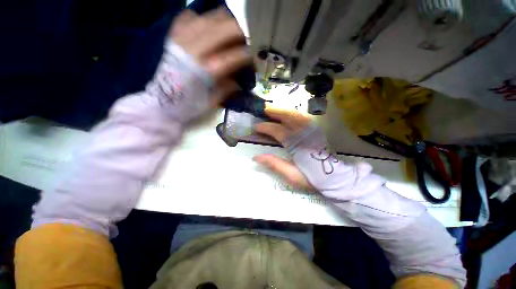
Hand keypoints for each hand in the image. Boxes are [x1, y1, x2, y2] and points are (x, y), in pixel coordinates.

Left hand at [170, 8, 249, 103]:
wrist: (161, 103)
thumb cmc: (190, 106)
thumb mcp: (213, 102)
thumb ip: (228, 88)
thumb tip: (240, 79)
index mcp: (207, 72)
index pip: (235, 56)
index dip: (248, 56)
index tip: (252, 61)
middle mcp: (195, 52)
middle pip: (224, 29)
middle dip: (240, 34)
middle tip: (244, 43)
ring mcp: (182, 41)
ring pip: (208, 18)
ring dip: (224, 23)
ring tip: (229, 33)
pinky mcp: (173, 38)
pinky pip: (187, 18)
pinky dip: (200, 20)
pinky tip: (206, 29)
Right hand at [253, 107, 315, 191]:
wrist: (333, 178)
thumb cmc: (310, 177)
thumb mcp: (291, 175)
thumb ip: (274, 164)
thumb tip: (256, 157)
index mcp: (296, 145)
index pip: (278, 131)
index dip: (266, 127)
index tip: (256, 127)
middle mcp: (304, 134)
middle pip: (289, 117)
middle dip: (275, 112)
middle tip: (264, 110)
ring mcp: (311, 131)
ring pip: (297, 115)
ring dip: (284, 111)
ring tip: (273, 110)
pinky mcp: (316, 131)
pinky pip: (304, 118)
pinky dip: (294, 114)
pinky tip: (288, 115)